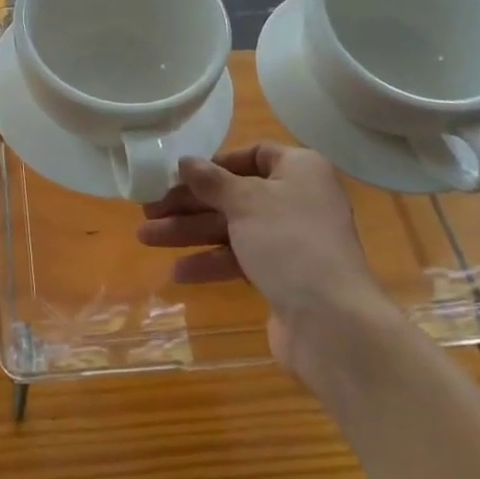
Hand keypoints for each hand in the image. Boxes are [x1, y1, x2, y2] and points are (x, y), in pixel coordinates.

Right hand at [136, 143, 385, 376]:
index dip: (215, 163)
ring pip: (233, 228)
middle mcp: (299, 200)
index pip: (254, 154)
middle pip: (235, 193)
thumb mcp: (245, 202)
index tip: (180, 174)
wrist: (333, 324)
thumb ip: (211, 180)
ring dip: (191, 232)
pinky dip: (211, 262)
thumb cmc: (290, 243)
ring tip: (146, 238)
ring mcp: (292, 241)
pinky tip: (178, 272)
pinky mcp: (284, 276)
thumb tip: (185, 161)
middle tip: (149, 210)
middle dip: (190, 203)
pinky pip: (241, 259)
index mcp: (300, 170)